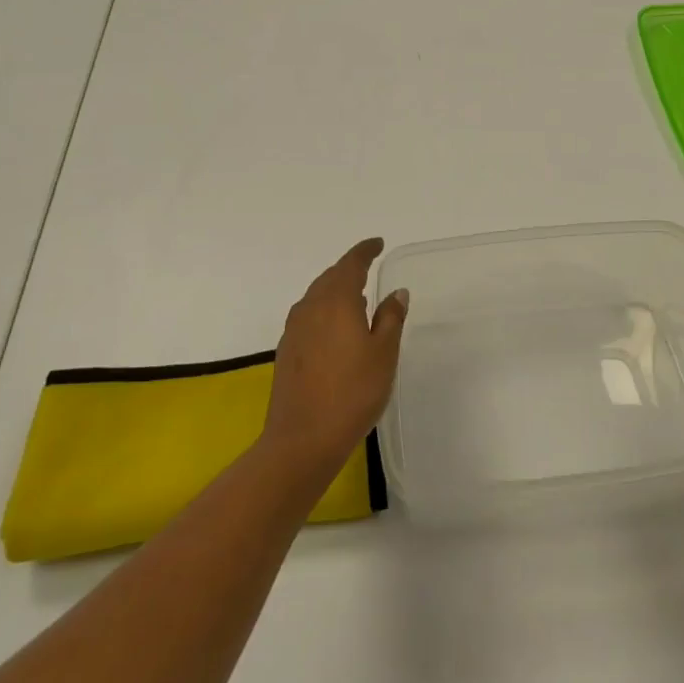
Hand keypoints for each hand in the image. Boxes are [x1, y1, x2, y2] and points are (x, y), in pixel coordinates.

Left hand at [261, 238, 408, 483]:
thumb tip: (396, 291)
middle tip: (368, 268)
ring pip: (317, 296)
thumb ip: (391, 317)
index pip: (351, 264)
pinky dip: (324, 311)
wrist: (302, 438)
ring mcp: (294, 329)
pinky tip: (336, 328)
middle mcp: (310, 307)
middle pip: (330, 277)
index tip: (378, 244)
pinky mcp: (287, 350)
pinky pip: (309, 316)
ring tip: (356, 298)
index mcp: (336, 300)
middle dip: (349, 269)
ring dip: (335, 290)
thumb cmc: (353, 392)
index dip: (365, 251)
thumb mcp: (384, 353)